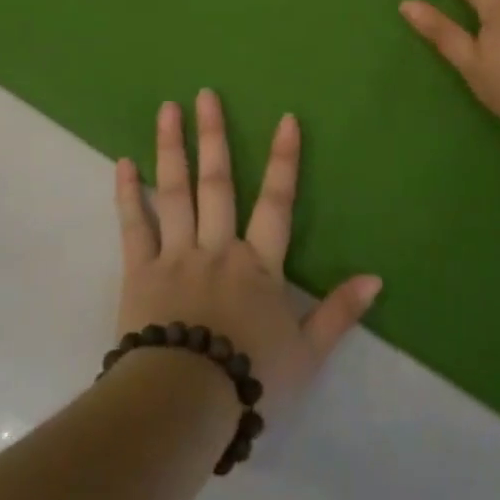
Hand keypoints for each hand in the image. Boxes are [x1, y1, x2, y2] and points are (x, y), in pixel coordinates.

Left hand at [115, 90, 381, 417]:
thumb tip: (377, 278)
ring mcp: (176, 256)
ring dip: (171, 149)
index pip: (277, 203)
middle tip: (205, 93)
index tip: (286, 118)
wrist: (185, 405)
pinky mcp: (139, 273)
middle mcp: (218, 248)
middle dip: (213, 136)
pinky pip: (133, 226)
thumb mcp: (306, 353)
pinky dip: (127, 194)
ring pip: (175, 193)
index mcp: (259, 265)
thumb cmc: (250, 379)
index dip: (284, 160)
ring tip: (167, 108)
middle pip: (218, 183)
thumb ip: (339, 313)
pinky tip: (122, 162)